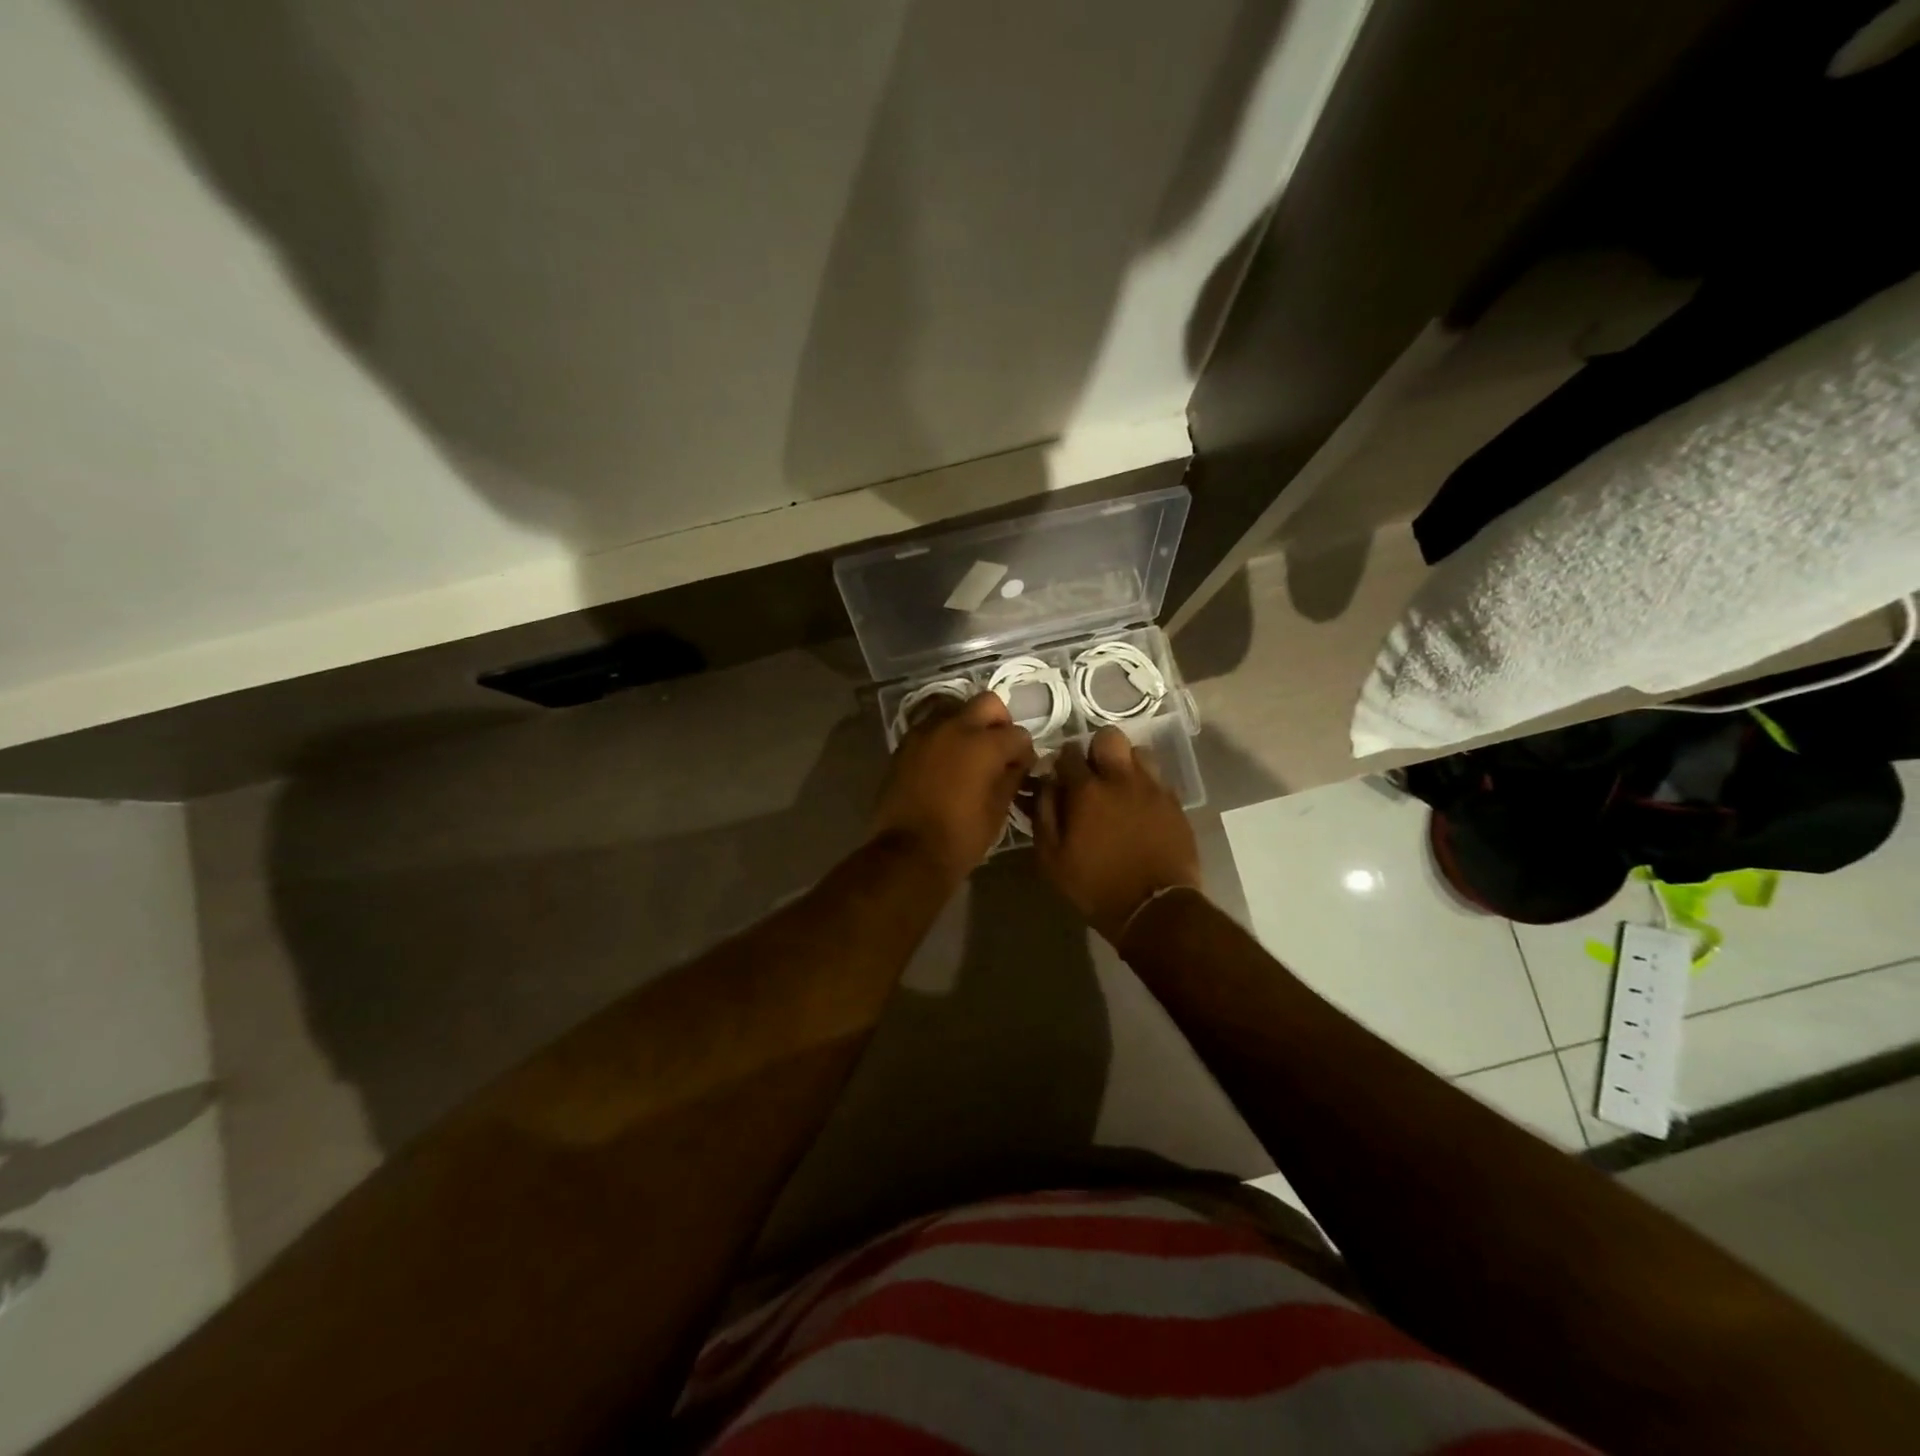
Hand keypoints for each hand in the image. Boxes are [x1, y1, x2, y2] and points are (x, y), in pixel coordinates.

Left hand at [871, 692, 1034, 882]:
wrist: (908, 853)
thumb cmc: (961, 836)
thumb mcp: (998, 810)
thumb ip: (1011, 777)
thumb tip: (1017, 763)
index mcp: (984, 744)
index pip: (1018, 734)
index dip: (1024, 752)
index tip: (1022, 769)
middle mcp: (955, 727)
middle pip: (987, 703)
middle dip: (999, 722)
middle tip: (997, 749)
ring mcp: (926, 733)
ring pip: (955, 711)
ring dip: (968, 726)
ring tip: (968, 756)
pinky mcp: (904, 745)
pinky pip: (931, 729)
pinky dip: (943, 739)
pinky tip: (944, 764)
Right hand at [1035, 726, 1202, 945]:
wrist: (1154, 908)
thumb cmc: (1095, 885)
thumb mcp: (1052, 858)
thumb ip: (1044, 813)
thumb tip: (1045, 784)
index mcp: (1087, 790)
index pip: (1068, 751)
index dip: (1061, 759)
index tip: (1059, 774)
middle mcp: (1121, 779)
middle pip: (1109, 738)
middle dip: (1097, 749)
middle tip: (1093, 774)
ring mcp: (1152, 789)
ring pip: (1139, 752)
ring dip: (1126, 764)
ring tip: (1120, 787)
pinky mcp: (1175, 804)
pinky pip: (1158, 779)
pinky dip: (1146, 785)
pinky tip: (1140, 807)